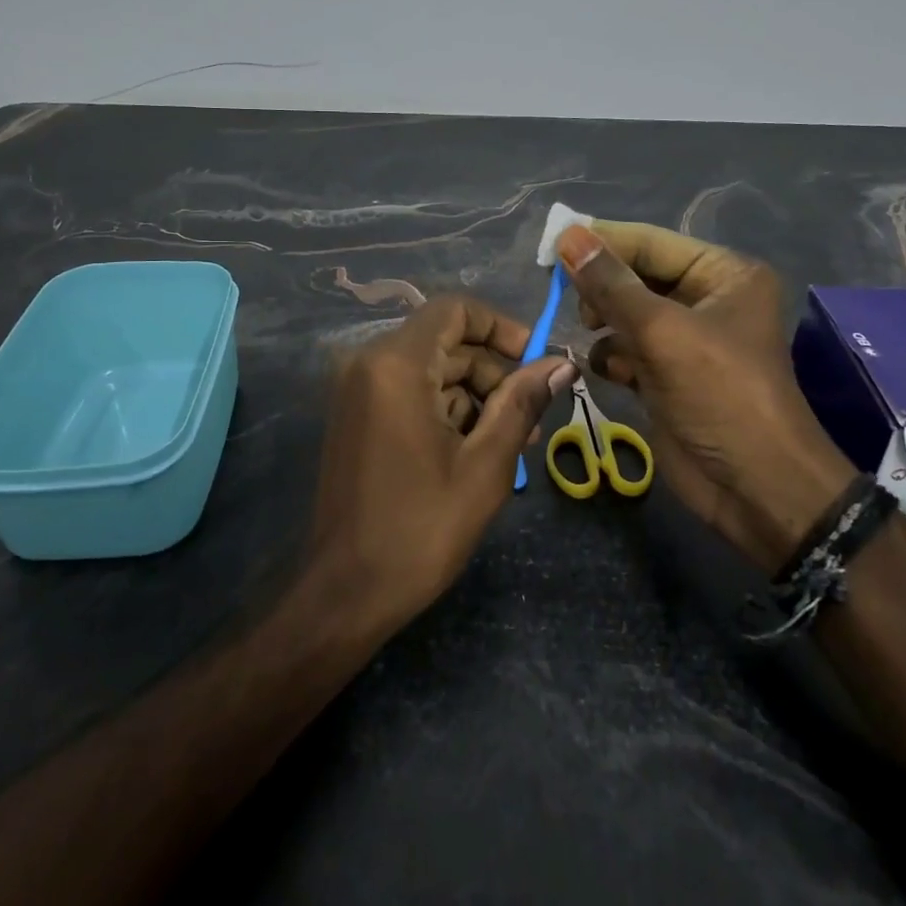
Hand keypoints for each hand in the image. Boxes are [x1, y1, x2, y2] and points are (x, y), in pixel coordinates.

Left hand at [309, 296, 573, 631]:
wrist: (344, 594)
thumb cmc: (419, 529)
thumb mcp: (485, 466)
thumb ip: (522, 404)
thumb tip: (562, 364)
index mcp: (396, 365)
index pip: (454, 310)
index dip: (500, 326)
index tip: (534, 361)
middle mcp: (369, 364)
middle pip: (445, 342)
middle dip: (493, 373)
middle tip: (532, 417)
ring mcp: (357, 391)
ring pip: (431, 370)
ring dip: (474, 397)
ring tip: (512, 442)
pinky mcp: (356, 417)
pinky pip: (410, 393)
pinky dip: (445, 411)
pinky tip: (475, 451)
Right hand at [554, 222, 853, 573]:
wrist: (755, 489)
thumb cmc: (720, 395)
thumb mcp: (663, 332)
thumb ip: (611, 284)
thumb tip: (568, 235)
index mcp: (722, 274)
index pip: (649, 243)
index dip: (601, 242)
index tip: (550, 247)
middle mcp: (705, 299)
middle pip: (634, 276)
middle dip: (602, 290)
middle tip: (576, 306)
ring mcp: (685, 340)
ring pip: (625, 314)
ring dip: (604, 325)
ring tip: (593, 338)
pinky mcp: (666, 375)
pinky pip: (625, 349)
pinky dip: (611, 357)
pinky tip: (608, 372)